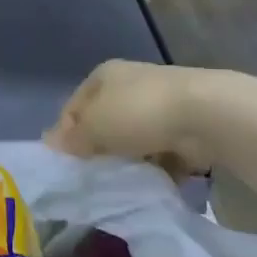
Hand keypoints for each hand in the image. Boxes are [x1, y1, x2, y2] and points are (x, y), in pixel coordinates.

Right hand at [45, 61, 221, 173]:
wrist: (207, 115)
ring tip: (125, 181)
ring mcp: (161, 104)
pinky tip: (154, 181)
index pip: (73, 106)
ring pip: (134, 138)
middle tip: (94, 173)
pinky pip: (163, 151)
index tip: (68, 161)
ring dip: (130, 159)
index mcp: (103, 75)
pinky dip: (158, 166)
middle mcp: (131, 84)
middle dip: (100, 148)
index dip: (66, 133)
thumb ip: (71, 138)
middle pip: (105, 122)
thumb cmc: (138, 113)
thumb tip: (49, 144)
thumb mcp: (93, 127)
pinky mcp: (186, 126)